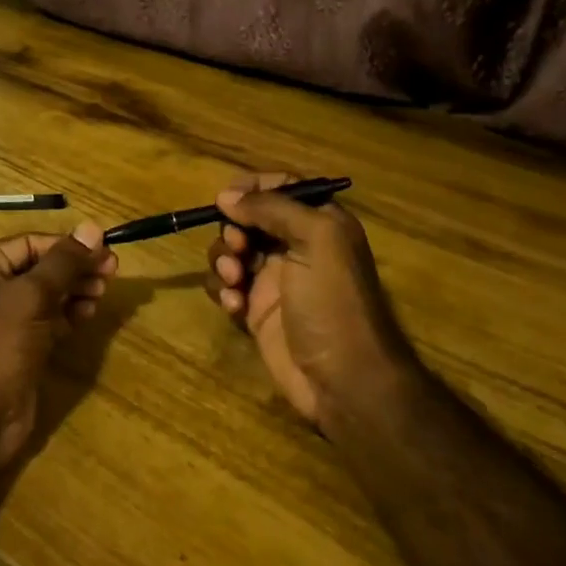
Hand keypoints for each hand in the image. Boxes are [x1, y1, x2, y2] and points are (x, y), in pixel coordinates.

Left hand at [0, 223, 117, 490]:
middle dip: (75, 268)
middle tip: (112, 272)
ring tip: (102, 293)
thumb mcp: (29, 297)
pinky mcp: (17, 350)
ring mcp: (2, 321)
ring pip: (46, 295)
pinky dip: (68, 315)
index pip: (31, 243)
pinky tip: (88, 314)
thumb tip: (93, 227)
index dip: (69, 245)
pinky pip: (47, 321)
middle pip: (40, 267)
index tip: (107, 249)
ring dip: (75, 291)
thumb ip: (64, 263)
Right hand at [205, 174, 413, 429]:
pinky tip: (234, 307)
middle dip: (234, 228)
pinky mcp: (256, 310)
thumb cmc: (334, 301)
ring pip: (231, 250)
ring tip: (234, 280)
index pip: (282, 187)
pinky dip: (222, 290)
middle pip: (249, 217)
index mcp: (319, 222)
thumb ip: (273, 208)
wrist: (343, 379)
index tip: (226, 197)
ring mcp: (273, 279)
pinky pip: (225, 286)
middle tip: (238, 247)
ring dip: (224, 259)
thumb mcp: (315, 240)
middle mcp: (295, 245)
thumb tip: (226, 196)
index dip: (253, 186)